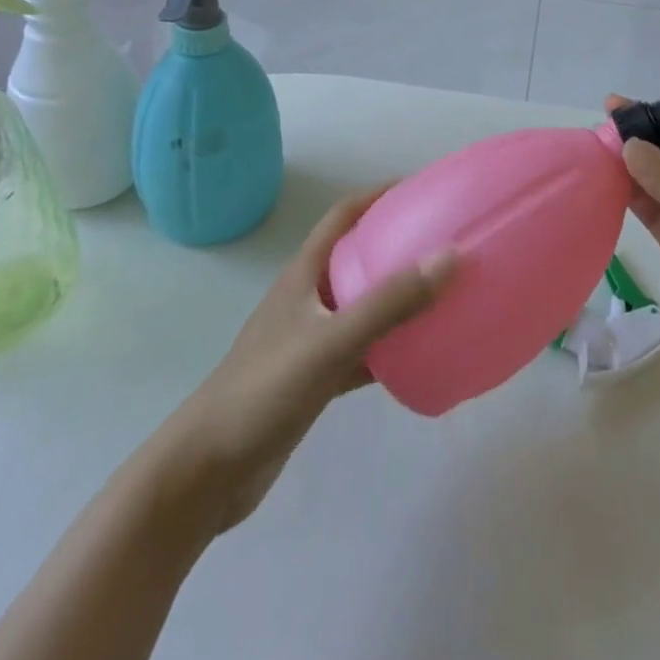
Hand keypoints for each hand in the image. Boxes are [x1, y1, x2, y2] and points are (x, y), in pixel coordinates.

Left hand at [166, 191, 454, 531]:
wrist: (208, 471)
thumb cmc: (265, 390)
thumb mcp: (331, 341)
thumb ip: (389, 302)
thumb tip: (451, 256)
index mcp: (304, 274)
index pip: (344, 215)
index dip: (379, 195)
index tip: (421, 188)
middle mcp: (308, 298)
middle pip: (357, 257)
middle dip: (397, 245)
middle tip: (444, 243)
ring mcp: (309, 339)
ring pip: (362, 305)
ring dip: (397, 297)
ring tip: (441, 293)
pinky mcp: (314, 379)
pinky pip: (361, 350)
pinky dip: (389, 348)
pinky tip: (418, 356)